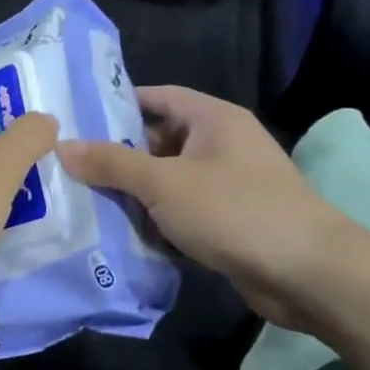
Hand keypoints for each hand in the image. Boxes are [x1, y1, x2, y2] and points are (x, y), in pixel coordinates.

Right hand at [56, 85, 348, 331]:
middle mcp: (222, 144)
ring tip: (83, 200)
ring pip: (168, 180)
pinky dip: (156, 220)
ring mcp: (227, 184)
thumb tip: (62, 146)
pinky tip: (121, 233)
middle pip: (159, 140)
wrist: (307, 272)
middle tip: (69, 168)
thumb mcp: (164, 183)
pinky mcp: (229, 221)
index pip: (157, 97)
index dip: (117, 106)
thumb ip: (112, 163)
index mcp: (213, 118)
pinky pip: (181, 211)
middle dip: (118, 155)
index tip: (75, 120)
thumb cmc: (234, 210)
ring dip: (134, 193)